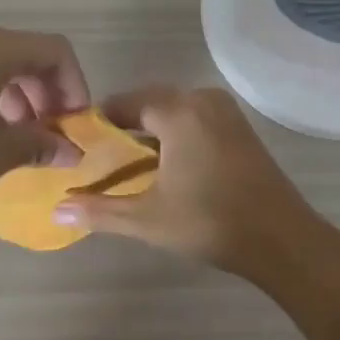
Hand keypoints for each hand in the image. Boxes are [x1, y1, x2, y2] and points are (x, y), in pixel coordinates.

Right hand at [58, 85, 332, 280]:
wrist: (282, 239)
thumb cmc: (211, 223)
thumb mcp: (148, 219)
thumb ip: (100, 211)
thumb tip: (57, 210)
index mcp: (177, 111)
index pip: (125, 103)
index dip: (100, 123)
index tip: (83, 145)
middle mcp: (200, 99)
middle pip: (149, 102)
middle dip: (125, 126)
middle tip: (102, 157)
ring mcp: (224, 110)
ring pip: (174, 109)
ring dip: (151, 129)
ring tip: (130, 163)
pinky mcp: (238, 125)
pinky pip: (194, 116)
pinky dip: (175, 131)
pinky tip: (166, 163)